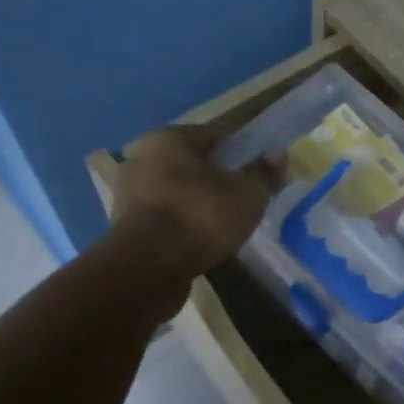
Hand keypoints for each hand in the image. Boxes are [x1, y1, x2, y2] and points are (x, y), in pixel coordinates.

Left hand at [113, 125, 278, 278]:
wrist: (147, 268)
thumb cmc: (200, 217)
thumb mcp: (247, 194)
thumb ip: (264, 173)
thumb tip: (279, 154)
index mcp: (169, 138)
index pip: (215, 134)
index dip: (242, 147)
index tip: (260, 165)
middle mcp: (142, 157)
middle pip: (193, 162)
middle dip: (218, 175)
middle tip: (245, 194)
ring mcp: (129, 192)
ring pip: (177, 189)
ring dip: (199, 200)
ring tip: (226, 220)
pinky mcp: (124, 225)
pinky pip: (165, 215)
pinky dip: (183, 222)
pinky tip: (202, 238)